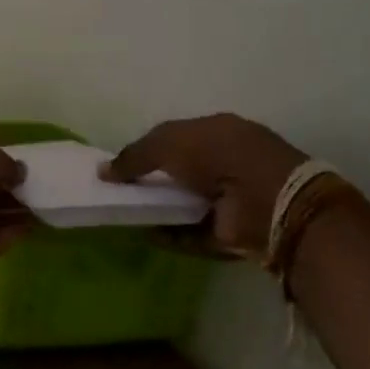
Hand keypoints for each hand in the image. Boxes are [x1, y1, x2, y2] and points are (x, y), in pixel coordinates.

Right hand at [101, 114, 306, 257]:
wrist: (267, 202)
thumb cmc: (218, 156)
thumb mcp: (168, 143)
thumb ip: (134, 155)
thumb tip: (102, 171)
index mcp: (218, 132)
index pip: (178, 138)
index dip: (149, 149)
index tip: (122, 164)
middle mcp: (226, 163)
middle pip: (180, 172)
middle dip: (152, 181)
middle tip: (119, 191)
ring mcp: (230, 200)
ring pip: (185, 204)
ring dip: (159, 210)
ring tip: (126, 214)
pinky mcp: (230, 233)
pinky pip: (192, 234)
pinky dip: (170, 236)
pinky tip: (147, 234)